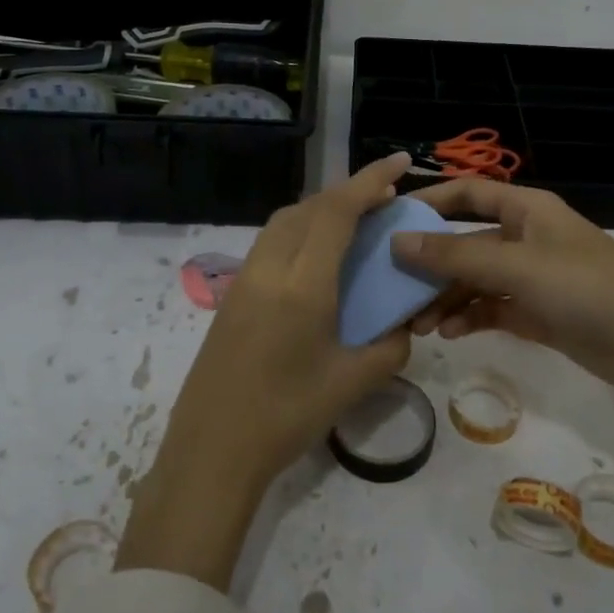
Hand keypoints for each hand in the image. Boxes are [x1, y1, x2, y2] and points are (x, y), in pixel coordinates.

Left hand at [116, 154, 415, 589]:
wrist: (211, 451)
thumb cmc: (286, 417)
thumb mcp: (353, 383)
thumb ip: (390, 347)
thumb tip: (402, 326)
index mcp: (302, 284)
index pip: (337, 212)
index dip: (369, 180)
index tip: (399, 162)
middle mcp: (269, 268)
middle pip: (309, 207)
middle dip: (348, 191)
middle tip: (383, 196)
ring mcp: (244, 279)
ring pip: (285, 221)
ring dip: (320, 209)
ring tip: (353, 221)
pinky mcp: (232, 294)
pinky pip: (271, 243)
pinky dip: (300, 231)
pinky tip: (317, 258)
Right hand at [392, 177, 613, 397]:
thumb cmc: (589, 288)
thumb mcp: (517, 266)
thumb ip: (455, 255)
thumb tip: (397, 241)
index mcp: (525, 209)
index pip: (466, 194)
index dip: (428, 201)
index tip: (388, 221)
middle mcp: (525, 237)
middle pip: (465, 241)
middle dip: (430, 264)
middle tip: (394, 288)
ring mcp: (532, 278)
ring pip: (475, 279)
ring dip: (446, 298)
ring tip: (417, 324)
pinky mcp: (539, 314)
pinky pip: (492, 309)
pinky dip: (470, 318)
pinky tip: (450, 334)